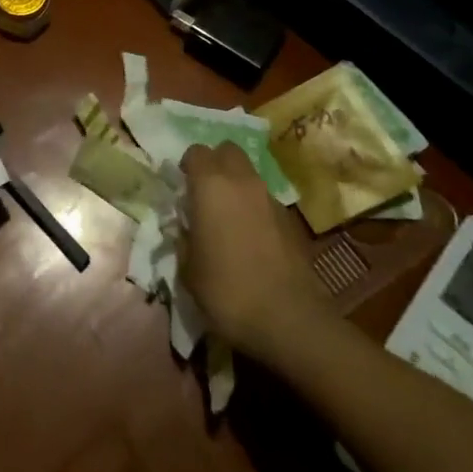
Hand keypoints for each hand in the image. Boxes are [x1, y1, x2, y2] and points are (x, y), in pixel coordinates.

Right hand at [182, 142, 327, 350]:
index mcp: (211, 185)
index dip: (187, 166)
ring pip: (249, 175)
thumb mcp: (188, 269)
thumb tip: (185, 228)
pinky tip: (250, 239)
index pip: (196, 152)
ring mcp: (270, 199)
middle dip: (215, 163)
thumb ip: (183, 238)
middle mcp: (242, 182)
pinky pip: (265, 201)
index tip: (181, 188)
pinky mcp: (291, 221)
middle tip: (204, 192)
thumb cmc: (227, 290)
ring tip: (227, 218)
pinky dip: (254, 209)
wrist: (290, 320)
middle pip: (228, 151)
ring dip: (236, 186)